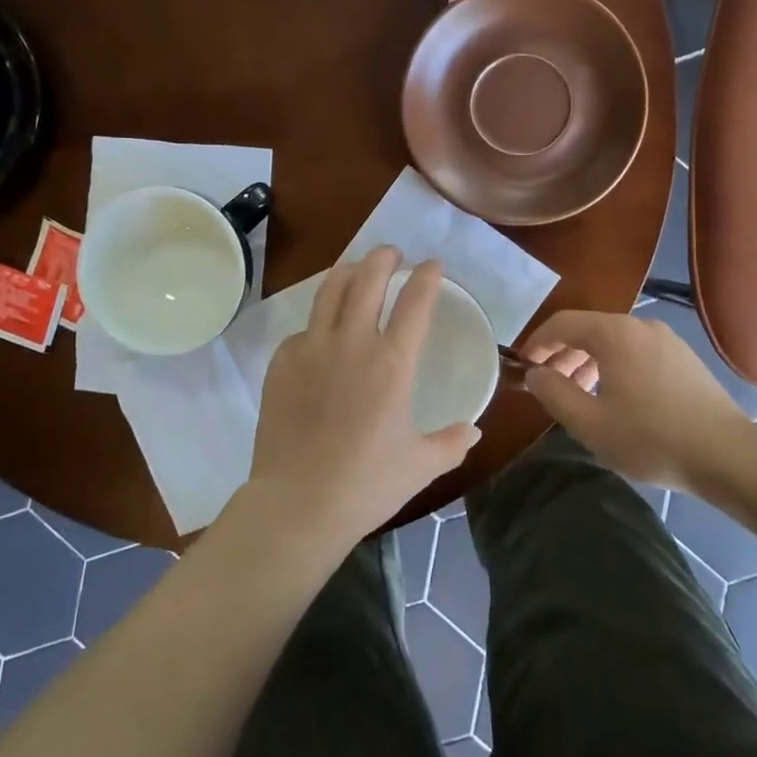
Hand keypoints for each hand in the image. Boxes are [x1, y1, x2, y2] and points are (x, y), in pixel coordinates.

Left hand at [247, 247, 479, 550]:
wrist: (298, 503)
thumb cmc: (367, 484)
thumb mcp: (420, 466)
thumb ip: (452, 443)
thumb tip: (474, 431)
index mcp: (392, 363)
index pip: (415, 302)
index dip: (427, 277)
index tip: (432, 265)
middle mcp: (352, 343)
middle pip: (367, 279)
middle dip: (383, 258)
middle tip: (391, 253)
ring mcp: (312, 349)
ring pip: (329, 292)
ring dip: (347, 272)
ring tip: (355, 268)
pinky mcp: (282, 364)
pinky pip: (303, 330)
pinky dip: (318, 323)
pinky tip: (321, 333)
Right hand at [521, 310, 753, 490]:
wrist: (728, 456)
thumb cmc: (651, 438)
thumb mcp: (590, 423)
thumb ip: (554, 393)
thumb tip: (535, 374)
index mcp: (614, 334)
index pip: (562, 323)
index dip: (537, 342)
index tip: (523, 365)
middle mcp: (640, 325)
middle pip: (589, 330)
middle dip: (563, 354)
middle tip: (549, 386)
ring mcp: (667, 340)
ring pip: (614, 342)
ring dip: (589, 362)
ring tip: (580, 395)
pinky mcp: (685, 358)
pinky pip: (637, 352)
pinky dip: (616, 366)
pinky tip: (617, 398)